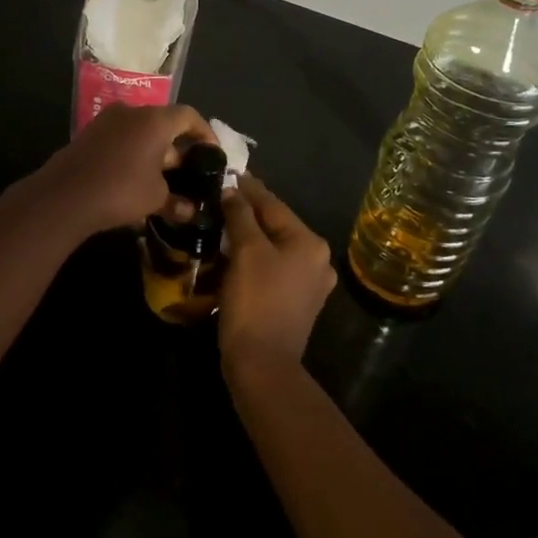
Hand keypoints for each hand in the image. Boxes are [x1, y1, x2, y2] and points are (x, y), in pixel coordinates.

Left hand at [35, 103, 216, 237]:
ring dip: (153, 152)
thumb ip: (176, 201)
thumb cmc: (121, 190)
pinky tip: (135, 180)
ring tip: (162, 179)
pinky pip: (120, 140)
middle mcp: (131, 112)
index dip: (204, 132)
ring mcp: (106, 122)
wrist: (64, 196)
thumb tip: (190, 211)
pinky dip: (133, 155)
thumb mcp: (156, 198)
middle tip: (187, 172)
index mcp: (155, 120)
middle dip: (177, 148)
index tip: (212, 152)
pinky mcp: (88, 135)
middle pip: (163, 123)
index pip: (188, 116)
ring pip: (140, 132)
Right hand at [217, 175, 336, 377]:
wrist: (262, 364)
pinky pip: (273, 268)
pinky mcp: (297, 303)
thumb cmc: (255, 301)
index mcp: (310, 243)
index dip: (248, 189)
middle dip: (248, 212)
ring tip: (222, 223)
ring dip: (249, 236)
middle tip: (220, 198)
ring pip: (274, 247)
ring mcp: (310, 284)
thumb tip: (232, 190)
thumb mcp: (246, 251)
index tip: (228, 173)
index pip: (273, 205)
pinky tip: (233, 255)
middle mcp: (317, 259)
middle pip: (276, 225)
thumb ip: (240, 215)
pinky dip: (254, 258)